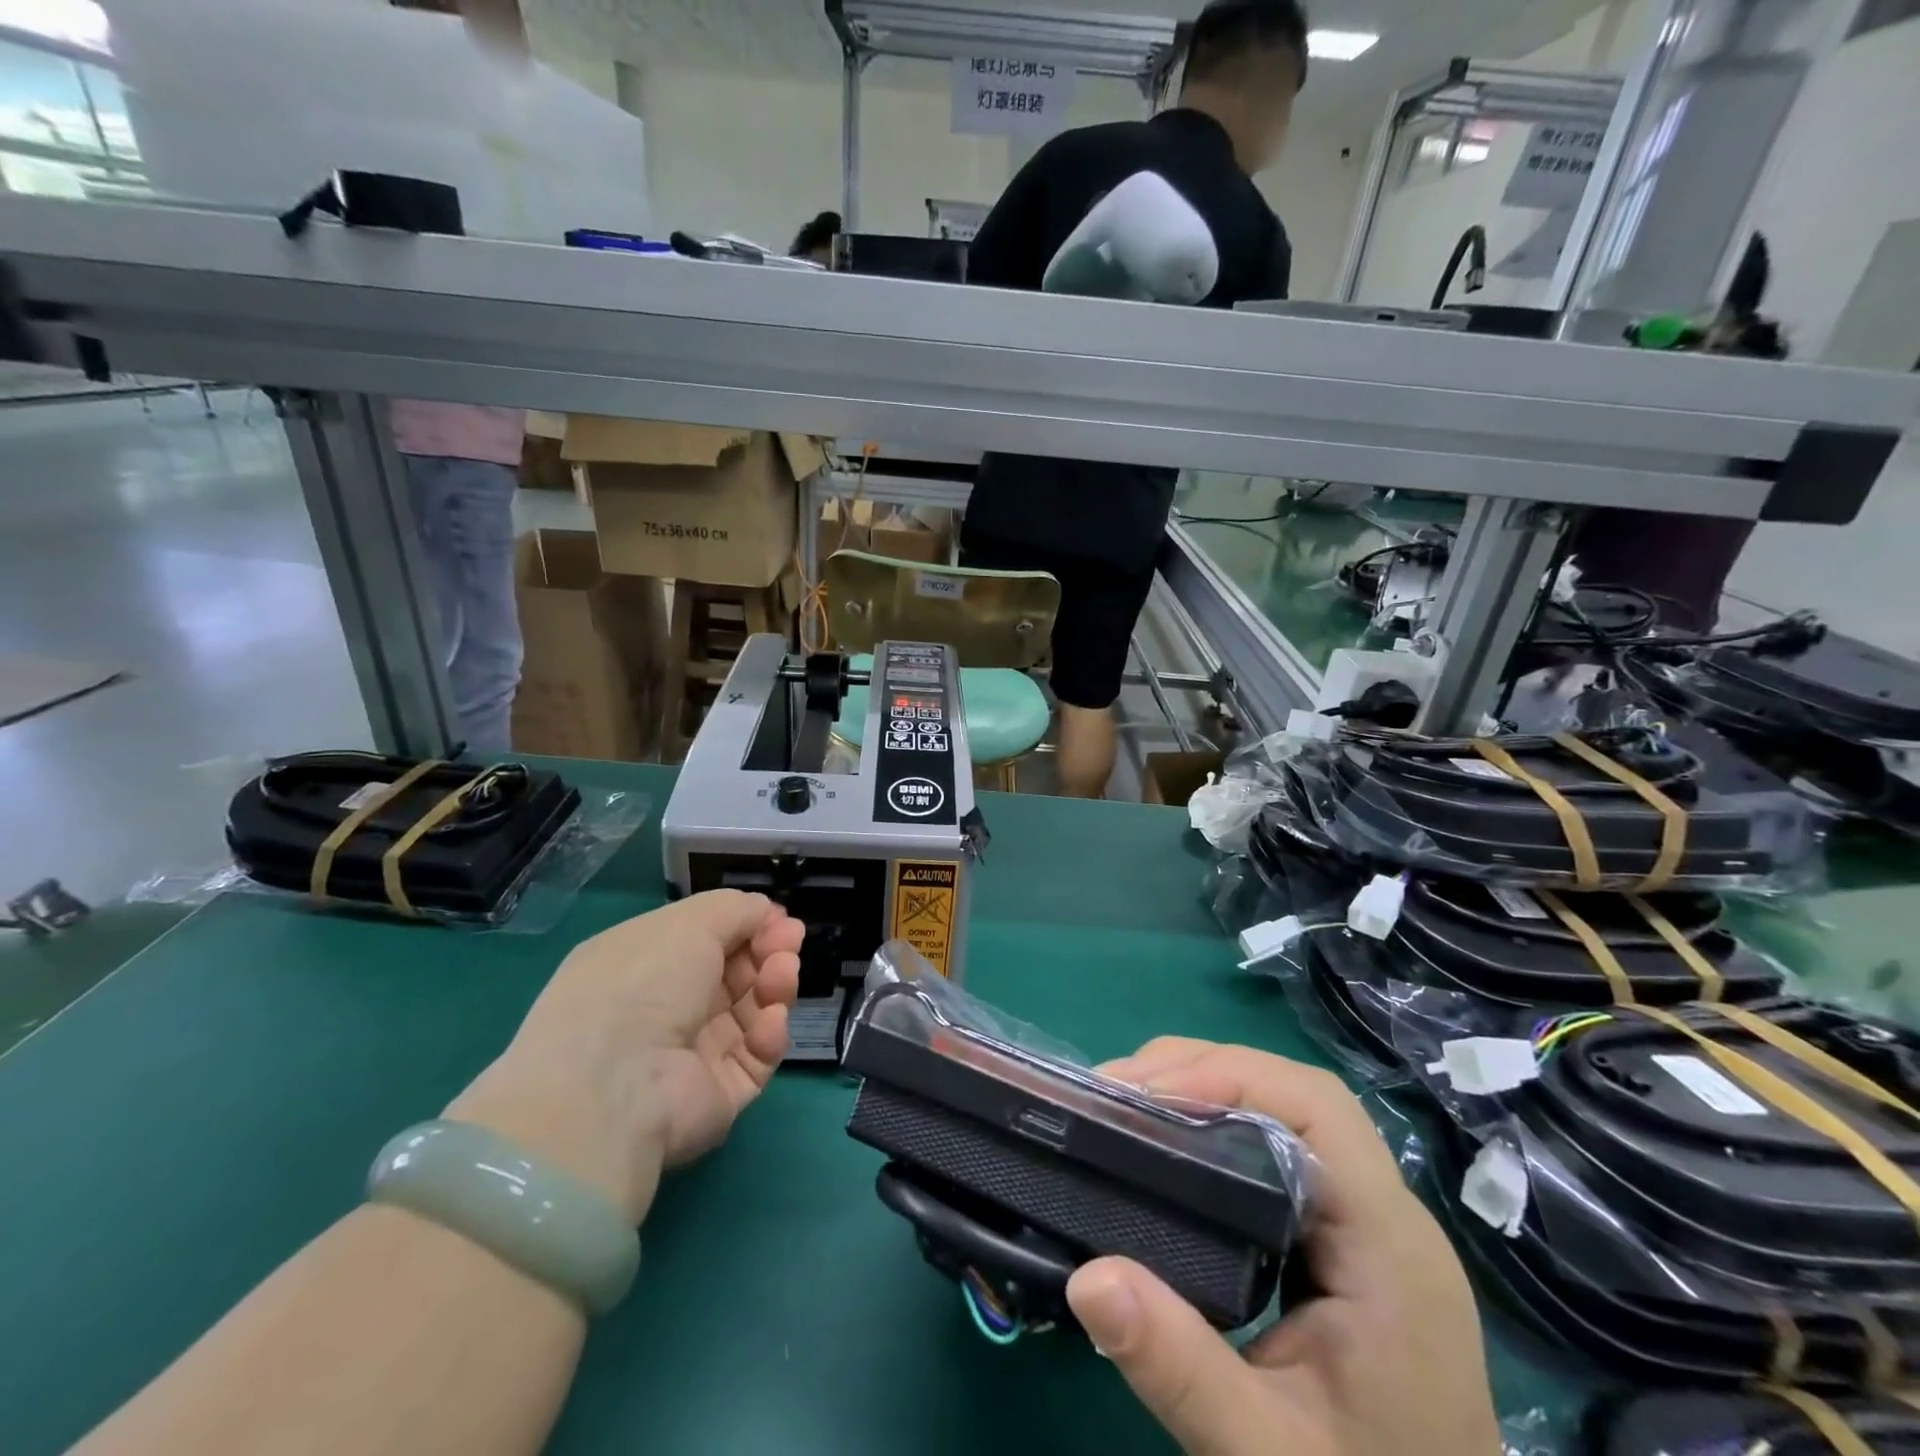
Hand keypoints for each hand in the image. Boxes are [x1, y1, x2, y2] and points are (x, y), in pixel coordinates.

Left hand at [447, 891, 802, 1224]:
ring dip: (775, 985)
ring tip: (783, 975)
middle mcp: (665, 1007)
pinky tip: (770, 1021)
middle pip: (735, 973)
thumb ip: (736, 909)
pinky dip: (769, 1034)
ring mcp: (691, 1053)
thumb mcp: (689, 922)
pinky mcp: (718, 1092)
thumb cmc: (644, 983)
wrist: (616, 1084)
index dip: (748, 925)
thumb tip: (767, 912)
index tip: (780, 918)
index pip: (707, 939)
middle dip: (769, 951)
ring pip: (752, 1010)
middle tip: (790, 943)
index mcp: (645, 964)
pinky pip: (756, 1055)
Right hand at [1066, 1039, 1498, 1455]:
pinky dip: (1215, 1127)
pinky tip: (1168, 1148)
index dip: (1229, 1077)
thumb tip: (1085, 1278)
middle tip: (1114, 1092)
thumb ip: (1182, 1373)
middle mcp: (1386, 1215)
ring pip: (1286, 1113)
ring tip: (1126, 1107)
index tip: (1143, 1094)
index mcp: (1389, 1248)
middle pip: (1296, 1095)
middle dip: (1201, 1074)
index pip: (1317, 1109)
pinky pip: (1277, 1149)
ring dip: (1204, 1092)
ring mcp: (1366, 1223)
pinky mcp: (1341, 1239)